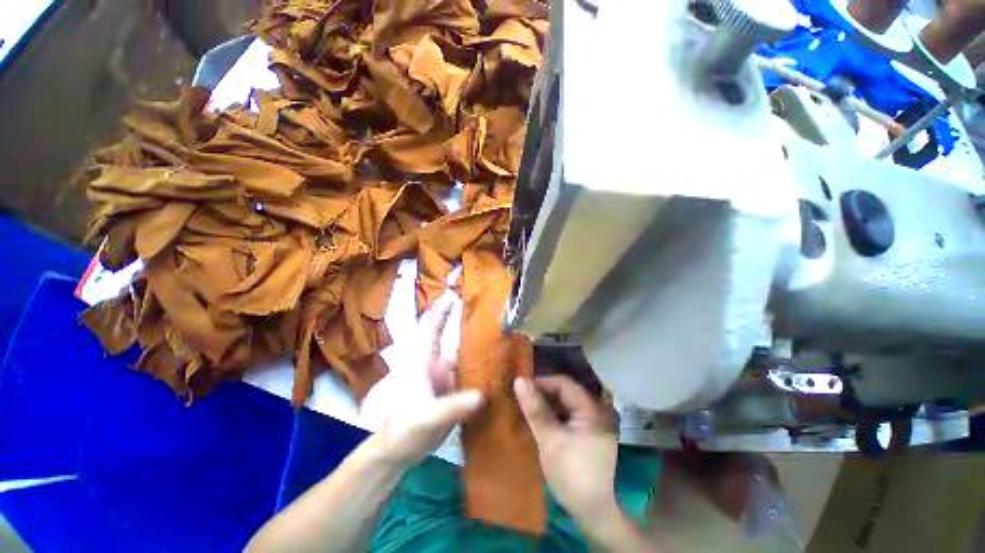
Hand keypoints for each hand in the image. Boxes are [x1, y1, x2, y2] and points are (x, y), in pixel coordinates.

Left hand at [367, 283, 483, 468]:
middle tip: (488, 308)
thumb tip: (482, 394)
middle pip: (451, 337)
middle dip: (465, 322)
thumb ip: (452, 407)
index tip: (454, 294)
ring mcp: (443, 376)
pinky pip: (468, 373)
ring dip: (478, 345)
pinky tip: (498, 366)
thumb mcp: (426, 418)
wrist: (398, 453)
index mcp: (422, 360)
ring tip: (502, 334)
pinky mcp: (451, 389)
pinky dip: (481, 368)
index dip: (441, 310)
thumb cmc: (402, 430)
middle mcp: (434, 363)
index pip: (431, 328)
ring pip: (462, 355)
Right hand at [514, 375, 618, 520]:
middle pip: (565, 392)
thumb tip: (519, 380)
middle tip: (521, 398)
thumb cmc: (571, 474)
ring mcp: (595, 421)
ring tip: (527, 407)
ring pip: (566, 403)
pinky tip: (540, 419)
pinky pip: (569, 414)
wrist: (593, 512)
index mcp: (592, 409)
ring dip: (547, 404)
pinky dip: (554, 414)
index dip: (541, 383)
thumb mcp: (550, 439)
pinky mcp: (589, 431)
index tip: (521, 388)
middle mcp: (597, 410)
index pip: (563, 384)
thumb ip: (535, 408)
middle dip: (543, 393)